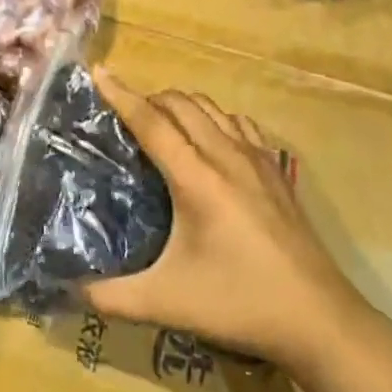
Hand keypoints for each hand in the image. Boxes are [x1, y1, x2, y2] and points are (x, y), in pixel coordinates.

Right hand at [83, 71, 366, 366]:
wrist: (320, 319)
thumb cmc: (239, 305)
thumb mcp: (167, 303)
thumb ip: (112, 296)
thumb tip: (71, 288)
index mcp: (196, 178)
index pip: (151, 122)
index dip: (121, 95)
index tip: (99, 72)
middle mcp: (226, 156)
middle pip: (181, 103)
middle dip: (148, 98)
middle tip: (124, 115)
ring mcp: (257, 159)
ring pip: (211, 108)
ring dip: (181, 105)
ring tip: (161, 123)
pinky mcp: (277, 170)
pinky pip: (239, 123)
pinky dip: (214, 118)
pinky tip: (210, 140)